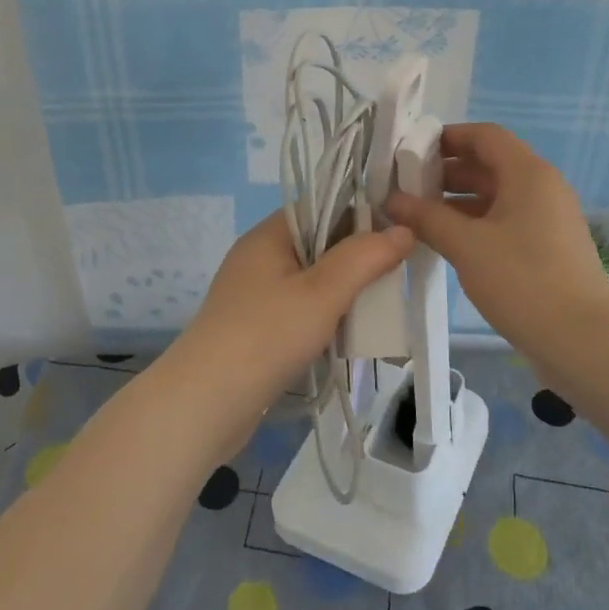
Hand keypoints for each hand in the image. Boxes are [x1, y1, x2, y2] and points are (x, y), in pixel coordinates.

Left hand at [162, 212, 413, 456]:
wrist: (205, 403)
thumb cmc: (266, 336)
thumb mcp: (323, 292)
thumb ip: (364, 257)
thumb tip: (403, 230)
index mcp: (269, 235)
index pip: (321, 205)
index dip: (360, 211)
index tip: (399, 229)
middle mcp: (259, 257)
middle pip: (319, 243)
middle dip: (357, 256)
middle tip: (398, 271)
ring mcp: (255, 294)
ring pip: (312, 280)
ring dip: (344, 290)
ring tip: (382, 304)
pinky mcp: (256, 328)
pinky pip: (300, 309)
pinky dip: (326, 316)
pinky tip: (350, 333)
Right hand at [385, 123, 608, 352]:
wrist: (583, 339)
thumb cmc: (523, 279)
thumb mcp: (466, 245)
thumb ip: (426, 218)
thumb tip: (392, 200)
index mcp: (527, 173)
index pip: (484, 135)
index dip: (446, 138)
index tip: (410, 153)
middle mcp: (541, 187)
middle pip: (488, 164)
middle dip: (445, 172)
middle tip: (405, 188)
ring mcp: (546, 219)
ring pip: (495, 196)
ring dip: (457, 201)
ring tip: (417, 217)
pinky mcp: (546, 248)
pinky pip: (504, 221)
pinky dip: (474, 224)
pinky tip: (446, 242)